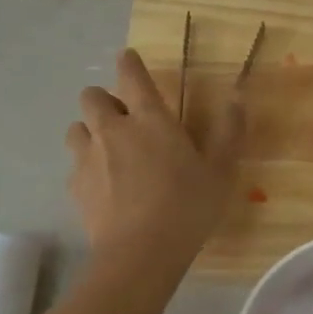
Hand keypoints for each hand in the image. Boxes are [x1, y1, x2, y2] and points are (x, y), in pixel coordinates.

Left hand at [66, 49, 243, 267]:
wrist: (140, 253)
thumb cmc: (187, 208)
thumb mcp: (221, 172)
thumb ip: (229, 132)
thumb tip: (236, 98)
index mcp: (150, 119)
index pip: (130, 75)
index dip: (129, 63)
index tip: (129, 60)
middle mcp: (113, 130)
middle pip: (91, 96)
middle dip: (105, 100)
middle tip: (124, 118)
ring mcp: (88, 158)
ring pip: (76, 128)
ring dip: (90, 132)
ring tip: (108, 151)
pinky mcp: (75, 187)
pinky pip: (75, 166)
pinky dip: (86, 168)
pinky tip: (103, 187)